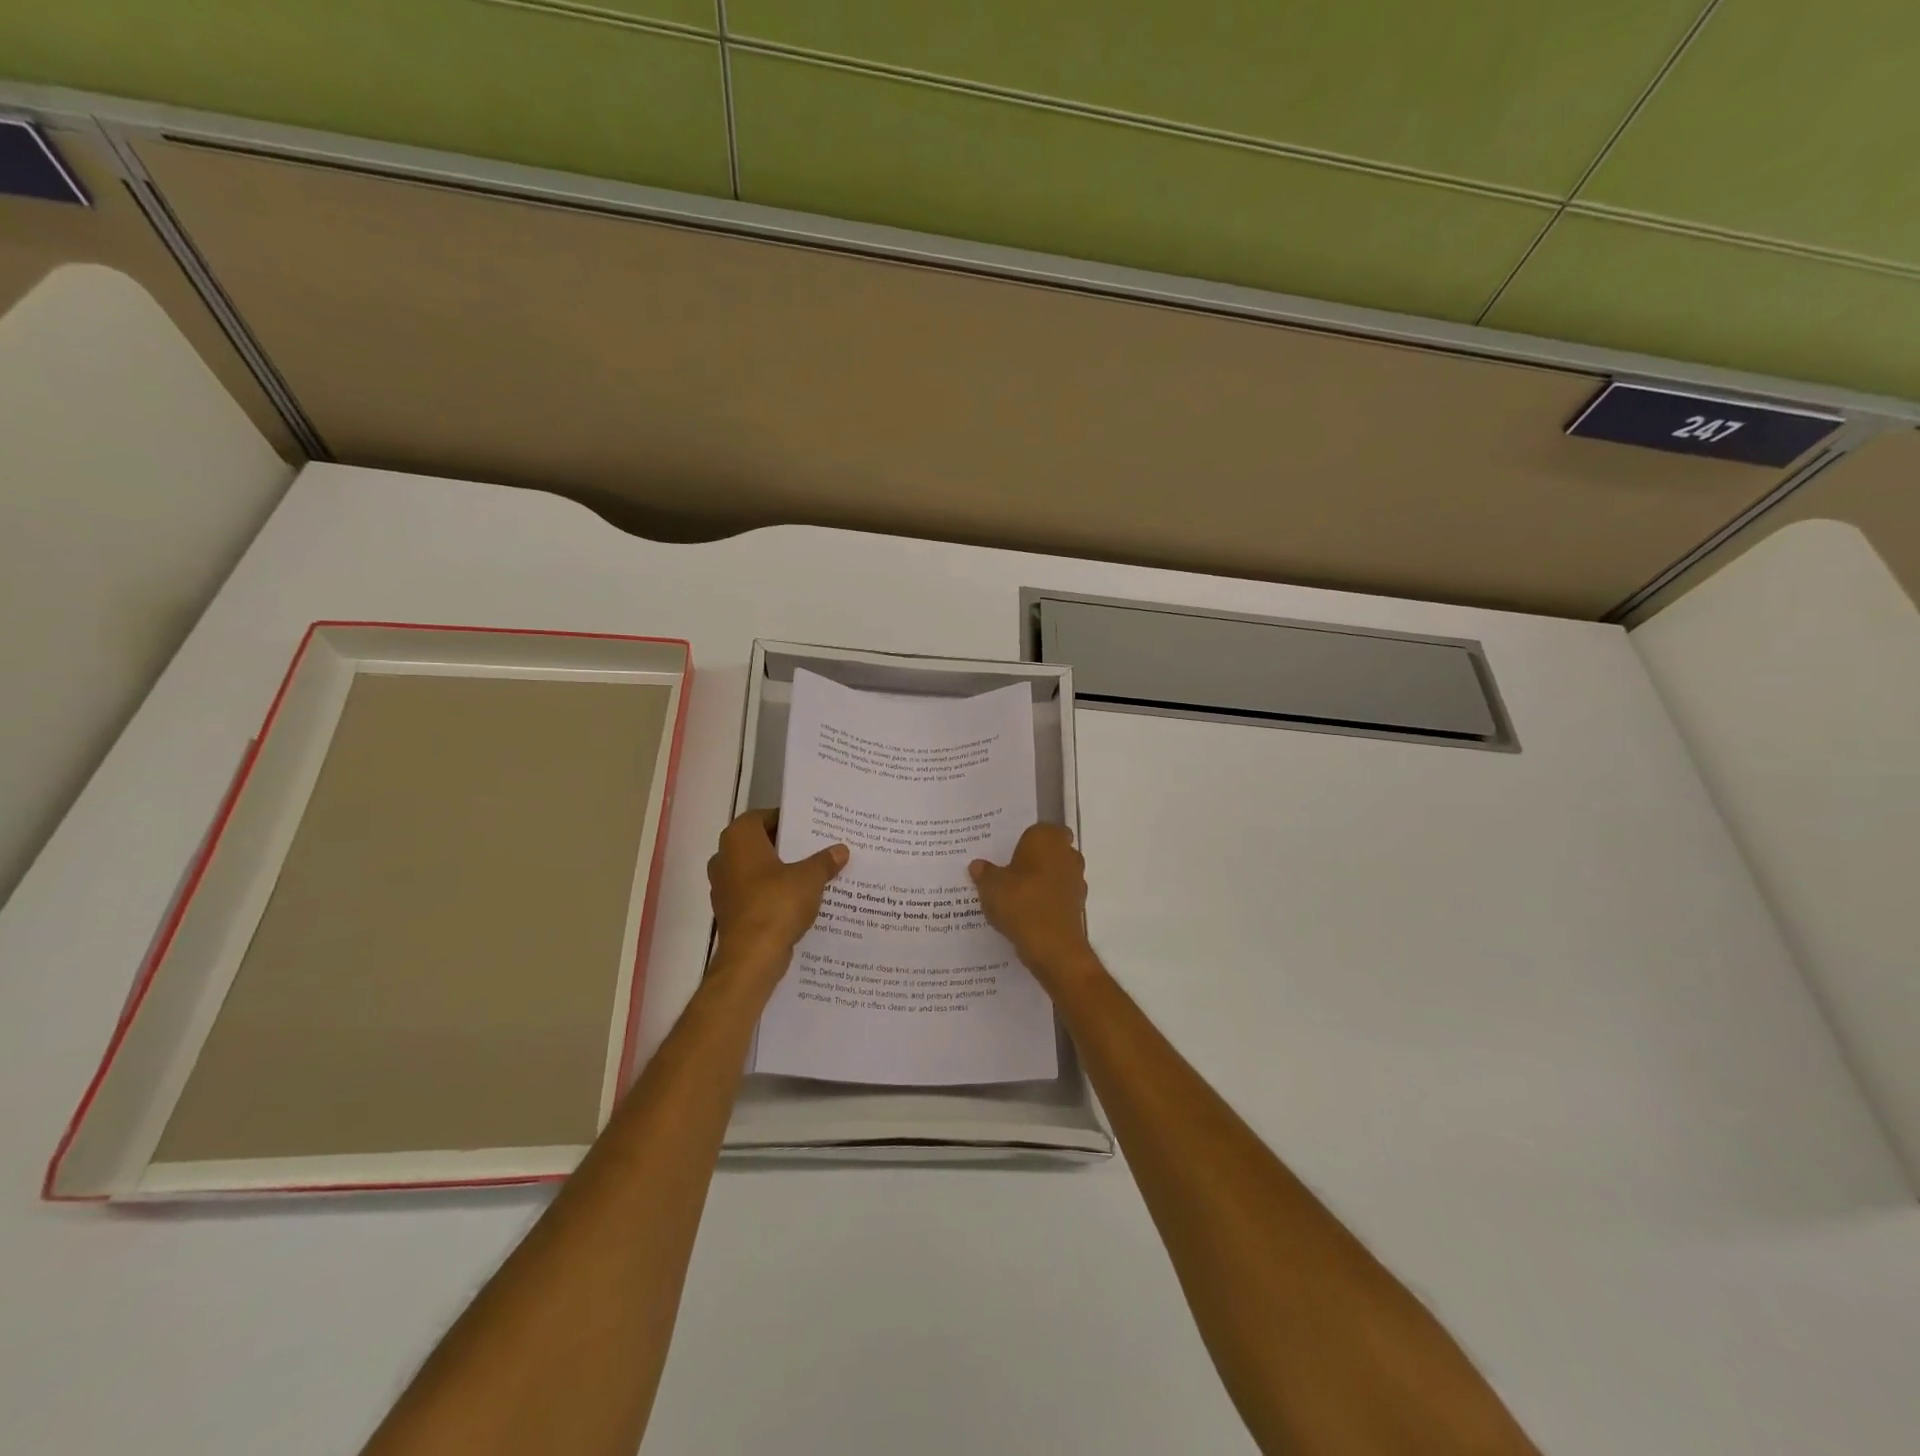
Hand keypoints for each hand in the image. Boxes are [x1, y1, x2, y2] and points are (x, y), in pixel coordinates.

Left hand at [708, 810, 847, 973]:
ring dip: (781, 870)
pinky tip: (801, 898)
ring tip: (814, 871)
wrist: (751, 957)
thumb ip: (825, 860)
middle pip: (761, 843)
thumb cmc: (777, 904)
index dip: (788, 818)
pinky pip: (756, 892)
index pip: (763, 816)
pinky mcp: (730, 911)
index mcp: (739, 839)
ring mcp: (724, 886)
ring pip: (758, 869)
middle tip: (818, 845)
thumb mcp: (810, 878)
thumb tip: (841, 850)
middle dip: (787, 845)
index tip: (812, 824)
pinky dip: (774, 892)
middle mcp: (725, 857)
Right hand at [969, 824, 1094, 985]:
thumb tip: (978, 865)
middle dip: (1034, 859)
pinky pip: (1058, 895)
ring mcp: (1076, 880)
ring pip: (1056, 873)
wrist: (1052, 946)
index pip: (1039, 829)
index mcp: (1047, 838)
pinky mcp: (1078, 904)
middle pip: (1050, 850)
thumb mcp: (990, 886)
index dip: (1025, 840)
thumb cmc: (1020, 902)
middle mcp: (1067, 854)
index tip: (1008, 852)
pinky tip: (1027, 913)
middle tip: (1008, 871)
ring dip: (1041, 881)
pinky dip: (1047, 901)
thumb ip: (984, 873)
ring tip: (1014, 895)